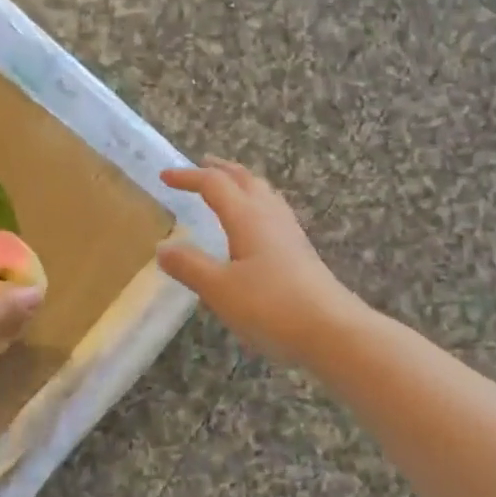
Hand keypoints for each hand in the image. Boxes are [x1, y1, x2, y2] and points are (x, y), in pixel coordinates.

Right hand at [156, 157, 360, 365]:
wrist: (332, 331)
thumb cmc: (271, 306)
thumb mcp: (220, 289)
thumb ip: (190, 266)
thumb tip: (163, 248)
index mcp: (247, 217)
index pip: (214, 184)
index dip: (189, 177)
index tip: (165, 176)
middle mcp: (270, 217)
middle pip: (245, 180)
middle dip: (221, 170)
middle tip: (201, 166)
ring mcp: (290, 234)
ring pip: (264, 194)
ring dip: (242, 184)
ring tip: (228, 188)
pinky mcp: (301, 253)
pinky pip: (274, 213)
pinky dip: (256, 205)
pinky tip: (255, 226)